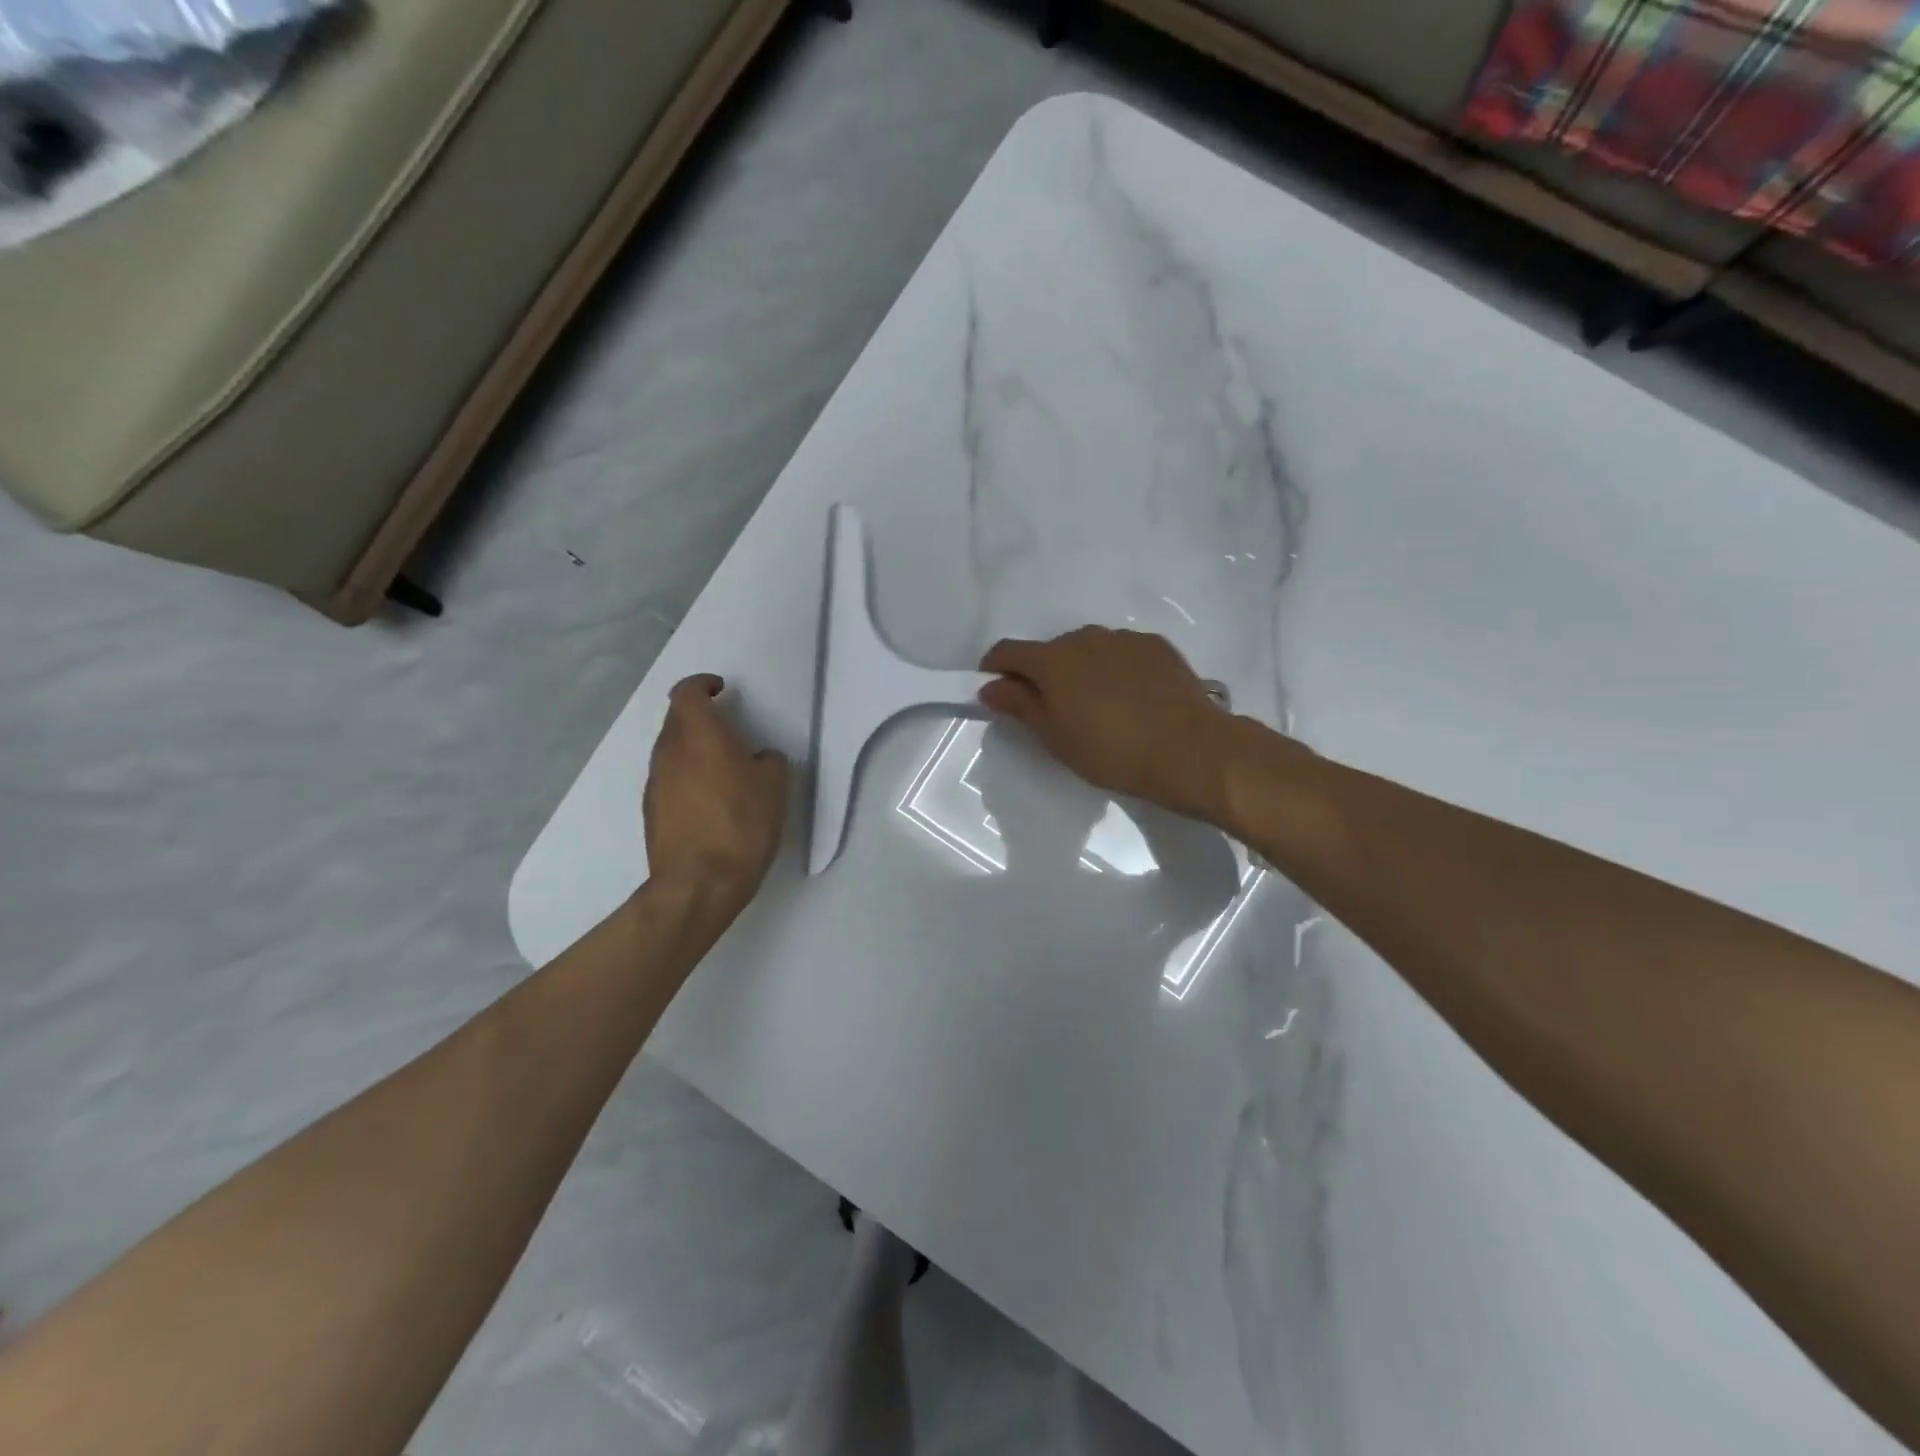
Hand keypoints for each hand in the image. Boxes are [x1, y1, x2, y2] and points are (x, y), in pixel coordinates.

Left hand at [644, 675, 789, 910]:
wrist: (698, 883)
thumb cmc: (741, 824)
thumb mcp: (774, 786)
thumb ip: (768, 761)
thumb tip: (759, 759)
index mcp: (698, 735)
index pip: (688, 692)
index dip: (703, 685)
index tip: (722, 690)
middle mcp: (668, 752)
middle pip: (677, 720)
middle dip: (700, 716)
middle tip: (730, 729)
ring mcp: (655, 783)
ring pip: (672, 750)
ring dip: (694, 749)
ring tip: (724, 768)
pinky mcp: (651, 812)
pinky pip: (670, 779)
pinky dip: (688, 777)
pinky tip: (711, 800)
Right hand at [978, 628, 1236, 822]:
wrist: (1189, 750)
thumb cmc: (1111, 751)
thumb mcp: (1055, 737)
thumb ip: (1019, 705)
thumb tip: (990, 686)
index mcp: (1052, 660)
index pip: (1008, 651)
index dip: (994, 669)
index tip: (995, 690)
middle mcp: (1084, 638)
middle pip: (1050, 650)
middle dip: (1043, 674)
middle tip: (1054, 711)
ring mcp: (1123, 638)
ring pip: (1088, 649)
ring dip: (1081, 670)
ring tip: (1099, 706)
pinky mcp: (1155, 645)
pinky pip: (1121, 653)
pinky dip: (1115, 669)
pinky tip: (1131, 699)